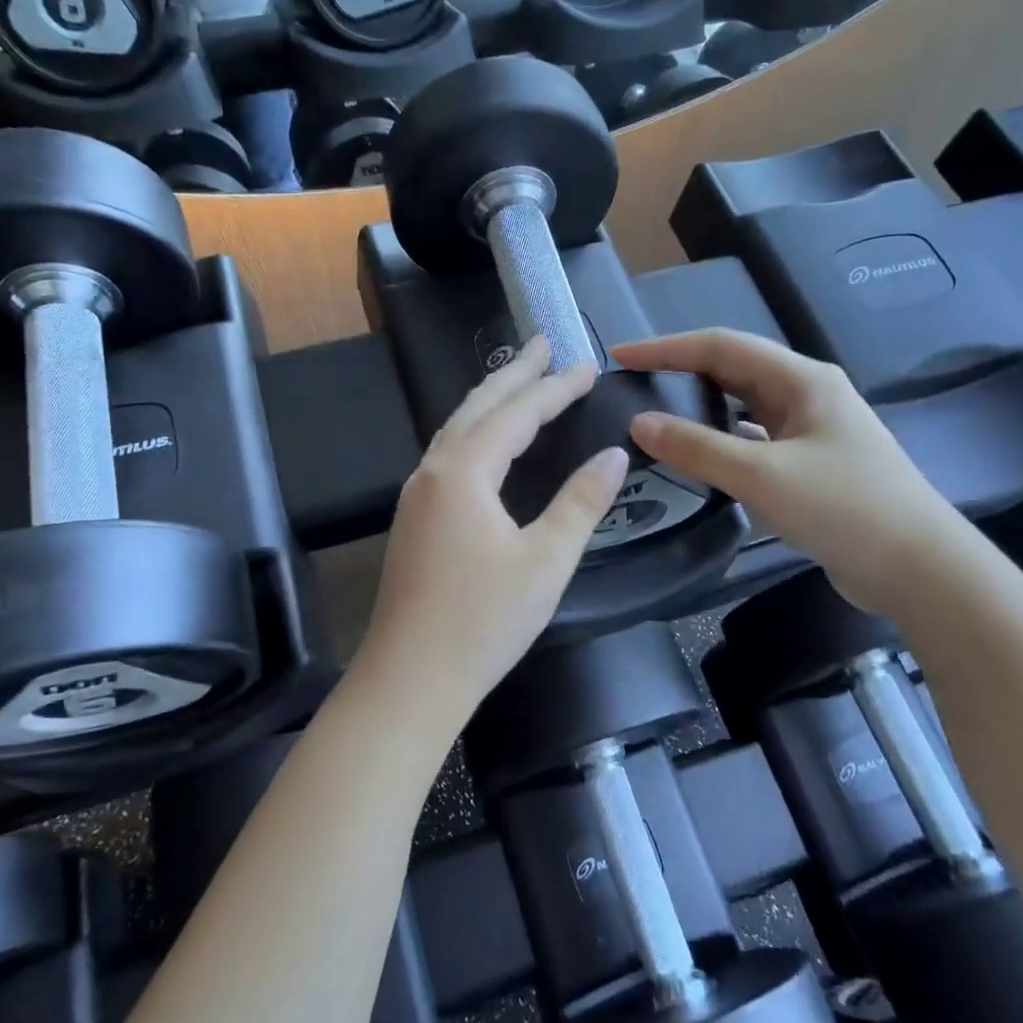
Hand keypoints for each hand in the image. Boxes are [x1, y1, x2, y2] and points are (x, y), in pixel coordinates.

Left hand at [354, 338, 628, 720]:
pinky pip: (449, 454)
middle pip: (477, 406)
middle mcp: (432, 471)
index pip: (517, 412)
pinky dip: (476, 431)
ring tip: (520, 380)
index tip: (589, 365)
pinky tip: (487, 443)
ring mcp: (417, 495)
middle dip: (515, 374)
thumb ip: (581, 502)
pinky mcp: (414, 519)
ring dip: (491, 400)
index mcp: (463, 471)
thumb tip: (613, 455)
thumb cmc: (482, 621)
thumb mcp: (546, 561)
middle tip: (544, 343)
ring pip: (457, 428)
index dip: (556, 387)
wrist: (409, 679)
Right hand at [613, 330, 965, 613]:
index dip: (666, 348)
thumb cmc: (845, 508)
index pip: (721, 346)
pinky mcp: (809, 467)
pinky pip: (753, 443)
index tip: (619, 356)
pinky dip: (721, 445)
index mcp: (802, 380)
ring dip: (700, 410)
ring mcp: (810, 432)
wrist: (918, 568)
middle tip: (632, 385)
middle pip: (733, 372)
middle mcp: (806, 396)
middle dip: (681, 373)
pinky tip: (697, 461)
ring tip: (655, 418)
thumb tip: (639, 422)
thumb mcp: (762, 475)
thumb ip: (697, 448)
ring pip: (742, 409)